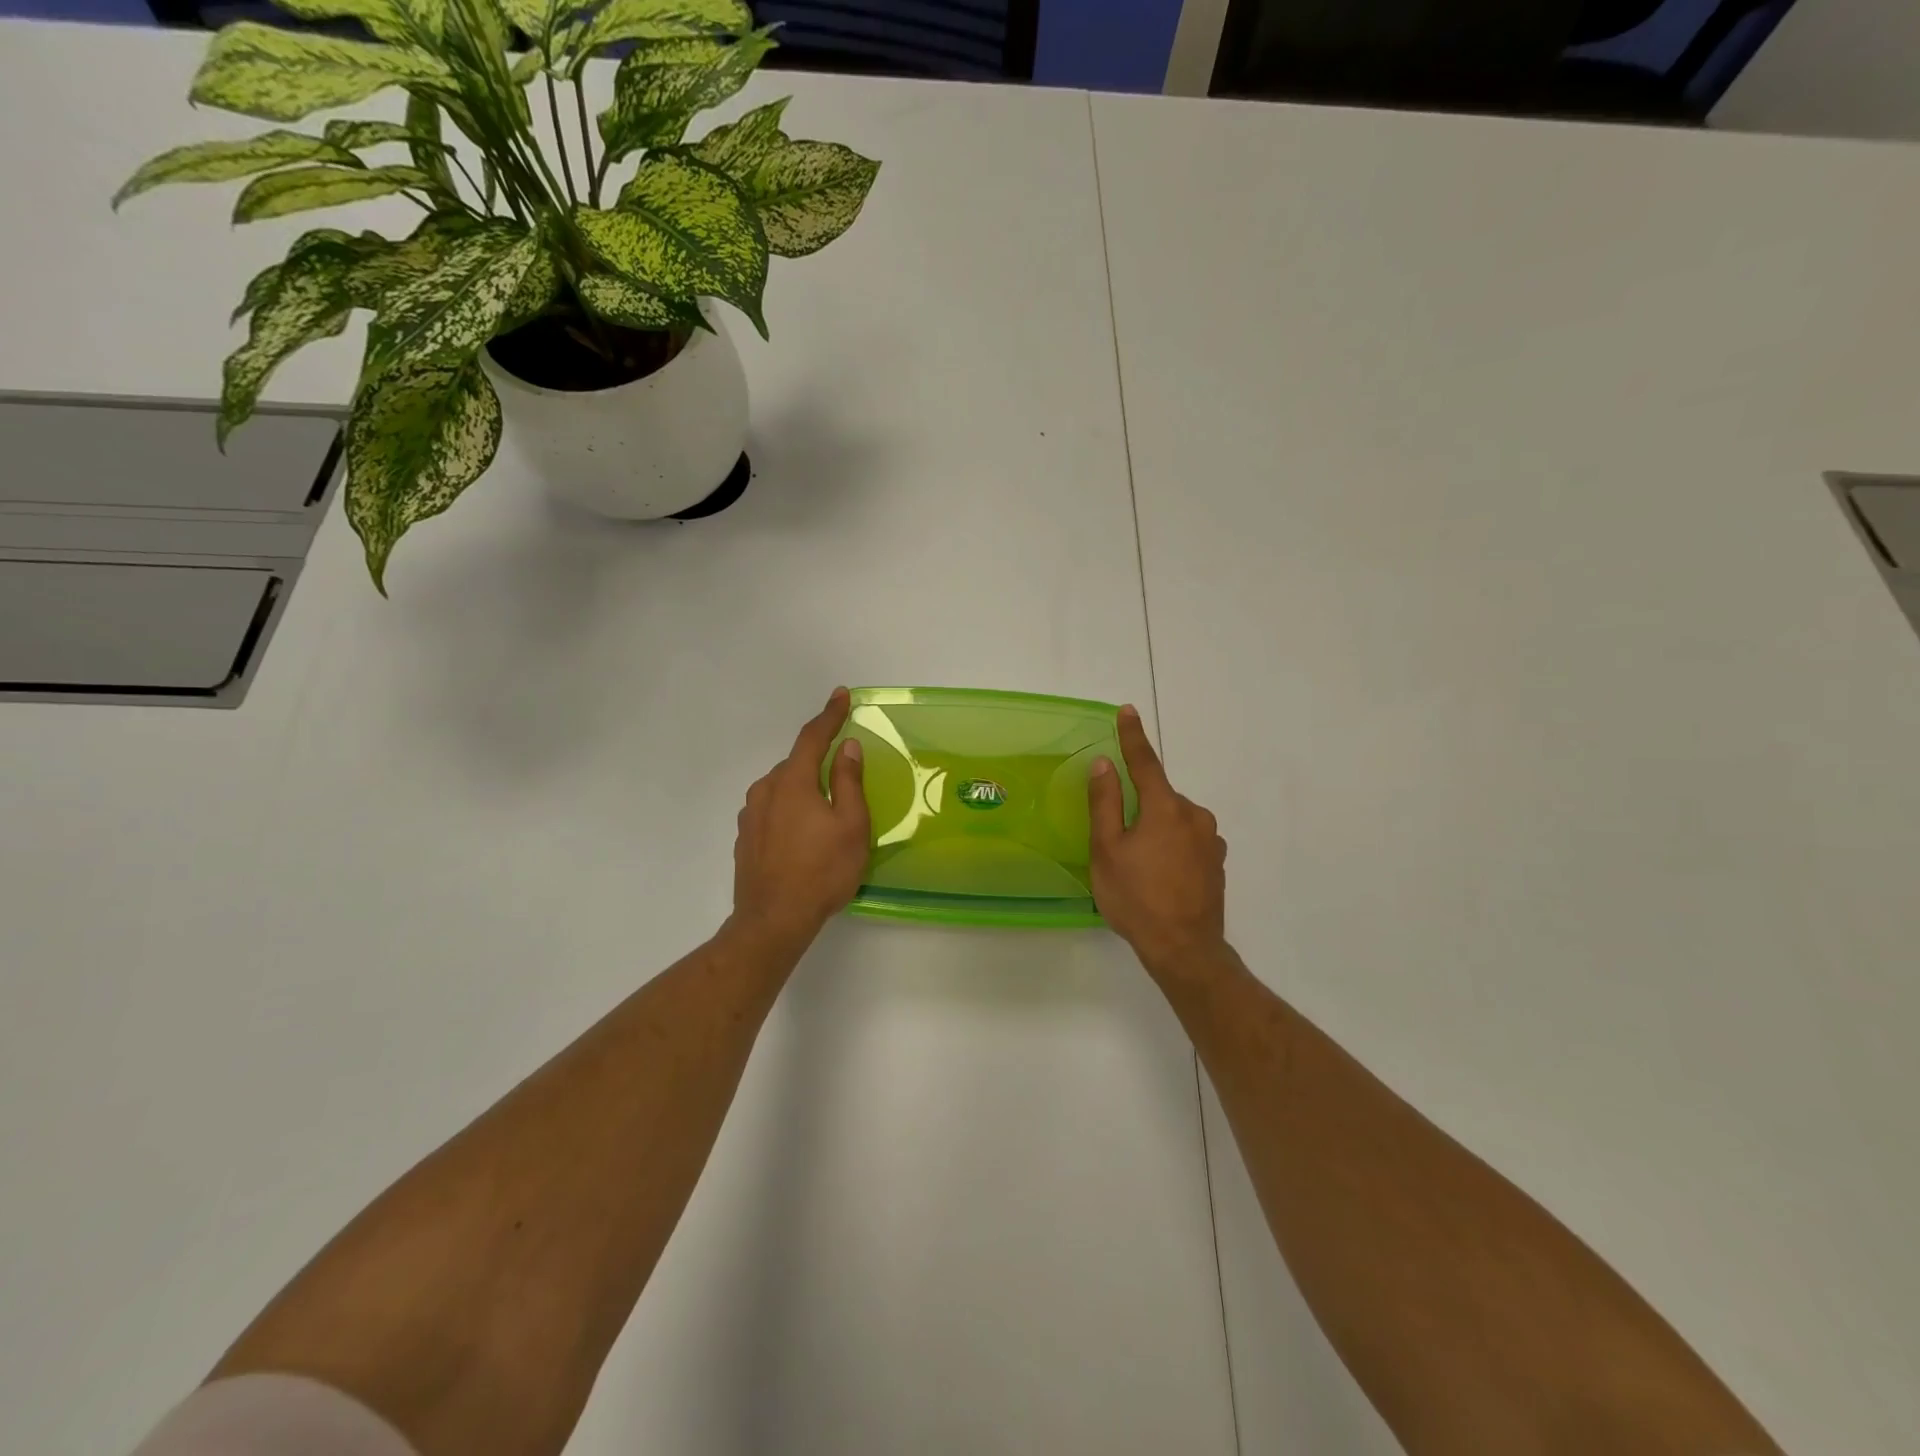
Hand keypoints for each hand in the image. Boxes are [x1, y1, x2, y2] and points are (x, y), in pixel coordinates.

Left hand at [730, 687, 870, 952]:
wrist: (772, 920)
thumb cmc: (822, 871)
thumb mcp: (851, 825)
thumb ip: (848, 781)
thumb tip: (847, 747)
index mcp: (792, 781)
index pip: (812, 737)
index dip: (829, 715)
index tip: (840, 695)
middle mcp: (765, 790)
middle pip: (796, 765)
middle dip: (819, 766)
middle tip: (844, 786)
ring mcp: (750, 815)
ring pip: (782, 789)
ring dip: (803, 792)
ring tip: (825, 821)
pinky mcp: (744, 838)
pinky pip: (772, 812)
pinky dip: (789, 813)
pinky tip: (802, 840)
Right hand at [1089, 705, 1227, 974]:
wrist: (1185, 949)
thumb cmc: (1137, 898)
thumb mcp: (1107, 850)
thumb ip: (1105, 803)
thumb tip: (1104, 764)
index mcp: (1166, 807)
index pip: (1145, 762)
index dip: (1132, 736)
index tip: (1127, 710)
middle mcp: (1194, 815)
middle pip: (1159, 797)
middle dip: (1139, 808)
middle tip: (1119, 843)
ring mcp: (1211, 840)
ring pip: (1174, 820)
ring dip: (1156, 829)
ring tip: (1140, 867)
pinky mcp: (1218, 862)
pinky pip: (1189, 840)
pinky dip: (1172, 847)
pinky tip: (1162, 876)